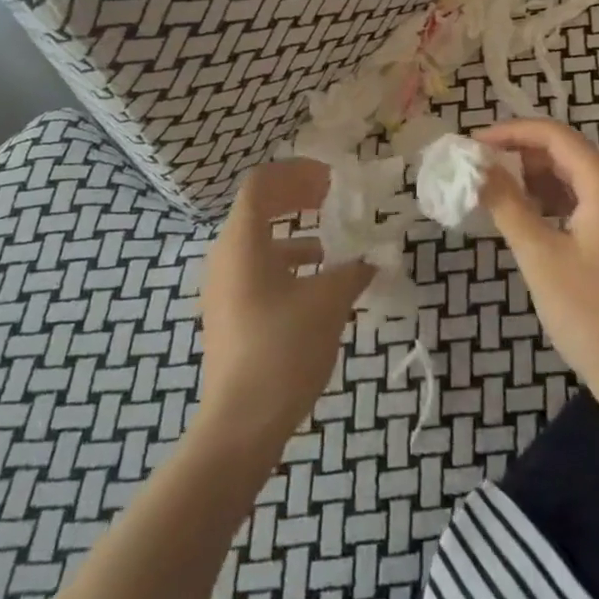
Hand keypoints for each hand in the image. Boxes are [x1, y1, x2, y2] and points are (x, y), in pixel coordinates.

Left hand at [196, 159, 374, 455]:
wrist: (240, 425)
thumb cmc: (283, 350)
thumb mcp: (329, 303)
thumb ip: (354, 270)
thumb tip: (375, 257)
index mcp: (242, 242)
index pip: (261, 183)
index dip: (297, 173)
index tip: (331, 181)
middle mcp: (225, 256)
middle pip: (258, 208)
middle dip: (297, 198)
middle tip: (332, 198)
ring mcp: (223, 287)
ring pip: (258, 241)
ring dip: (295, 232)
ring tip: (331, 243)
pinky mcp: (228, 313)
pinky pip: (257, 269)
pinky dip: (287, 264)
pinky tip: (318, 284)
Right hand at [476, 119, 598, 423]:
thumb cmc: (593, 316)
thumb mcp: (541, 257)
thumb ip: (507, 204)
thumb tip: (478, 167)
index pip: (556, 136)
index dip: (512, 132)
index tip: (473, 143)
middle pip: (567, 153)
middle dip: (521, 155)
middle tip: (478, 167)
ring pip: (576, 179)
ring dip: (535, 178)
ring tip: (493, 189)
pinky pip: (586, 203)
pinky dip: (553, 201)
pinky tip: (525, 215)